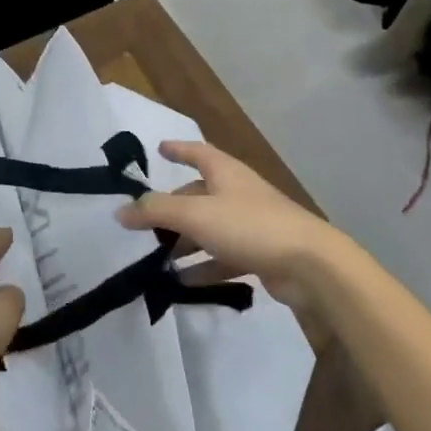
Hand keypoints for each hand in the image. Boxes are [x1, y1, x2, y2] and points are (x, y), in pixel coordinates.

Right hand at [118, 141, 338, 311]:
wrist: (310, 265)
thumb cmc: (250, 226)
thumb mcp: (196, 214)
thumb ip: (156, 210)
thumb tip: (121, 210)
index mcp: (225, 172)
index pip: (197, 152)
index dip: (177, 149)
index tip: (159, 148)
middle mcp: (237, 193)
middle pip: (198, 194)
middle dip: (172, 207)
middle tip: (145, 223)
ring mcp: (250, 224)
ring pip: (208, 228)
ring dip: (184, 241)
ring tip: (156, 258)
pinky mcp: (259, 253)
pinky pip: (222, 256)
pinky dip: (202, 266)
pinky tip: (182, 282)